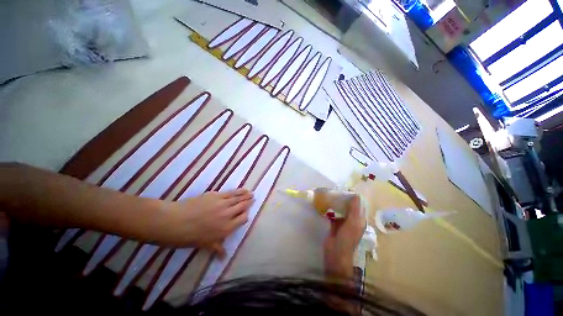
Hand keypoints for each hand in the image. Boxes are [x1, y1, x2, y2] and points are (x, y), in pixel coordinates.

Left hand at [156, 188, 252, 255]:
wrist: (175, 222)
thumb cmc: (189, 236)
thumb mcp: (205, 245)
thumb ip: (217, 248)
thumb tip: (223, 257)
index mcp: (227, 228)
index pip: (242, 219)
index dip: (245, 216)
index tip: (245, 214)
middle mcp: (228, 215)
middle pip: (242, 207)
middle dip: (248, 203)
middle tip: (253, 199)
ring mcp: (223, 204)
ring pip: (238, 198)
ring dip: (245, 195)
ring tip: (251, 193)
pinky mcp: (216, 195)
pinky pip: (230, 192)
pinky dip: (238, 191)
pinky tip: (242, 190)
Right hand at [323, 195, 364, 278]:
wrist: (335, 253)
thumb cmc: (346, 238)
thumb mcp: (352, 223)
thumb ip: (354, 209)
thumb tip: (356, 195)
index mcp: (359, 219)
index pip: (358, 205)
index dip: (353, 197)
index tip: (345, 189)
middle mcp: (352, 219)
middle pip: (349, 206)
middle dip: (343, 198)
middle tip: (335, 190)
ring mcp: (343, 222)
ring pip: (341, 209)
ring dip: (336, 202)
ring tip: (330, 194)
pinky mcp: (334, 224)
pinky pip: (333, 213)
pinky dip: (330, 208)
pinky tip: (325, 202)